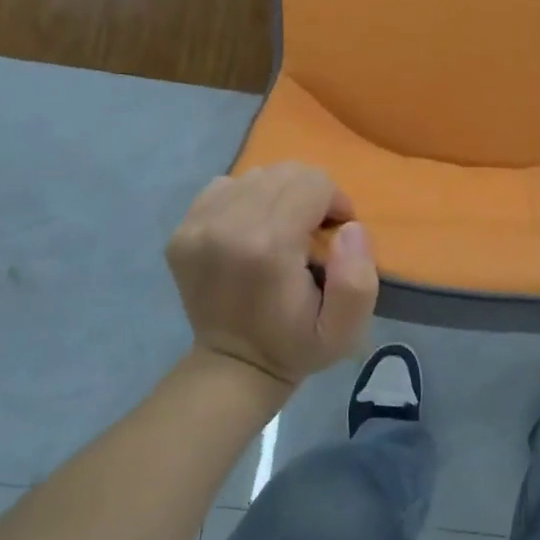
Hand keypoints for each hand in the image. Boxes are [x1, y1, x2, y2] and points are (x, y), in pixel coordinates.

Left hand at [166, 164, 377, 390]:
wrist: (233, 367)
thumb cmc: (296, 346)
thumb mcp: (344, 330)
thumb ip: (358, 279)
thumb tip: (350, 227)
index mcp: (269, 246)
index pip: (313, 183)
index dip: (335, 202)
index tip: (335, 234)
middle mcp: (227, 226)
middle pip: (285, 172)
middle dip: (310, 195)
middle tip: (312, 233)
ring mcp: (198, 226)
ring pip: (256, 175)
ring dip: (279, 196)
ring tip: (283, 232)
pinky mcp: (182, 230)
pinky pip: (226, 187)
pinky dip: (247, 200)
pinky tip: (252, 231)